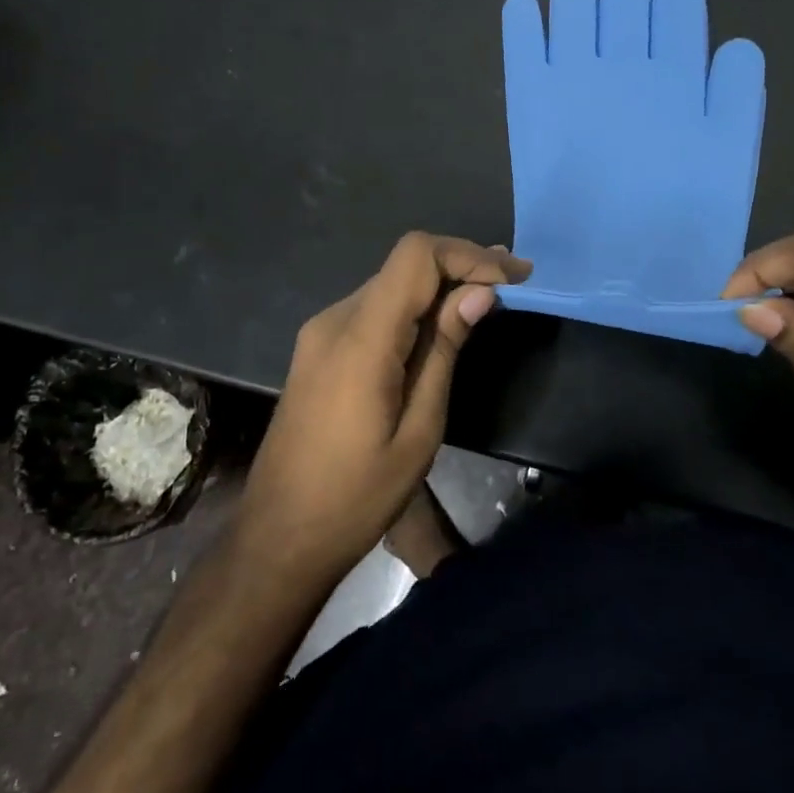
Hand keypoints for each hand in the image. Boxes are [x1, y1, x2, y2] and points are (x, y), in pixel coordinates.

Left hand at [236, 233, 528, 586]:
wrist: (278, 537)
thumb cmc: (356, 497)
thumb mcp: (419, 430)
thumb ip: (444, 351)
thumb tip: (479, 294)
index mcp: (360, 339)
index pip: (415, 257)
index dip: (467, 255)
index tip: (511, 278)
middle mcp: (335, 320)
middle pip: (405, 265)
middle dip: (462, 265)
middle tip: (515, 279)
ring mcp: (322, 333)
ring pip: (391, 284)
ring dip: (441, 285)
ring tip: (490, 296)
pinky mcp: (320, 349)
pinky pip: (376, 309)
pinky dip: (415, 306)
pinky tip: (444, 323)